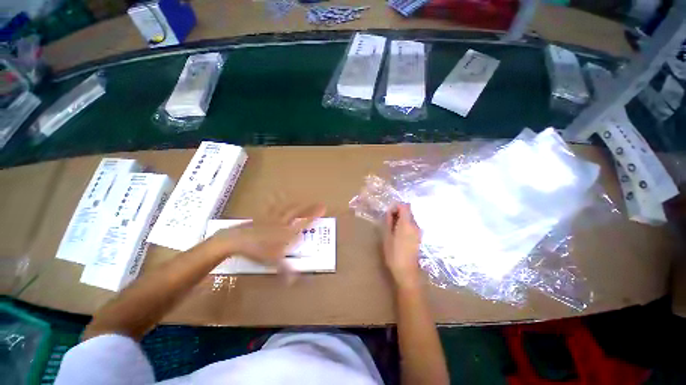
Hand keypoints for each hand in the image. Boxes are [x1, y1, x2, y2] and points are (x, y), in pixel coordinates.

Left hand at [210, 203, 325, 269]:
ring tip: (301, 201)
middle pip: (296, 213)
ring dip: (294, 204)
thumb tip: (294, 281)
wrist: (236, 239)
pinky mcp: (259, 218)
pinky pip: (271, 208)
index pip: (303, 223)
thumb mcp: (273, 262)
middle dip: (308, 208)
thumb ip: (286, 270)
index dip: (313, 216)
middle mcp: (280, 223)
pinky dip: (276, 203)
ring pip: (285, 208)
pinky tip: (276, 200)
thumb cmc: (256, 251)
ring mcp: (269, 219)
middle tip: (318, 203)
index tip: (323, 208)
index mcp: (285, 233)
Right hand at [382, 203, 421, 289]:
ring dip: (402, 221)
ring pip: (410, 219)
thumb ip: (388, 222)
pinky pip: (412, 227)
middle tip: (388, 223)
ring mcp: (419, 232)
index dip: (396, 207)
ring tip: (392, 231)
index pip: (404, 205)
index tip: (388, 214)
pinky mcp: (419, 238)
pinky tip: (399, 237)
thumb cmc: (394, 254)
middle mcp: (415, 225)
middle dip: (398, 214)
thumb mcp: (387, 237)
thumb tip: (390, 212)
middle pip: (408, 212)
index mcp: (407, 223)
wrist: (406, 270)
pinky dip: (405, 227)